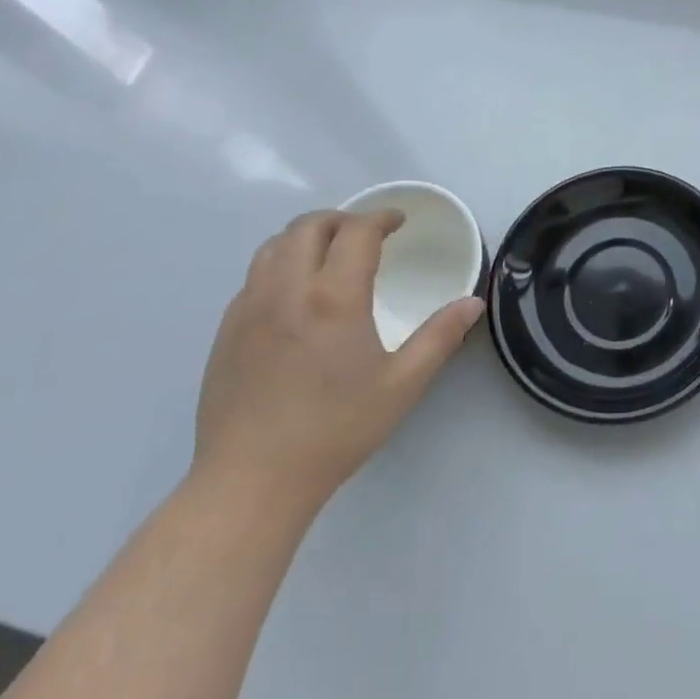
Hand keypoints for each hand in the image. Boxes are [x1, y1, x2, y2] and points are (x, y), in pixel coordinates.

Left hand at [193, 209, 483, 508]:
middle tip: (366, 234)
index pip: (356, 232)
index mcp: (334, 298)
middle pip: (309, 226)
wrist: (252, 480)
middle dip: (342, 218)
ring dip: (306, 236)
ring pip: (274, 245)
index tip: (398, 222)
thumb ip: (440, 337)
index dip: (381, 218)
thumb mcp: (402, 385)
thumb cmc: (335, 430)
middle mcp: (287, 290)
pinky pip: (254, 276)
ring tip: (329, 253)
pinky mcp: (226, 330)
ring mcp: (249, 308)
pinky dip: (280, 264)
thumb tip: (473, 302)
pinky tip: (295, 294)